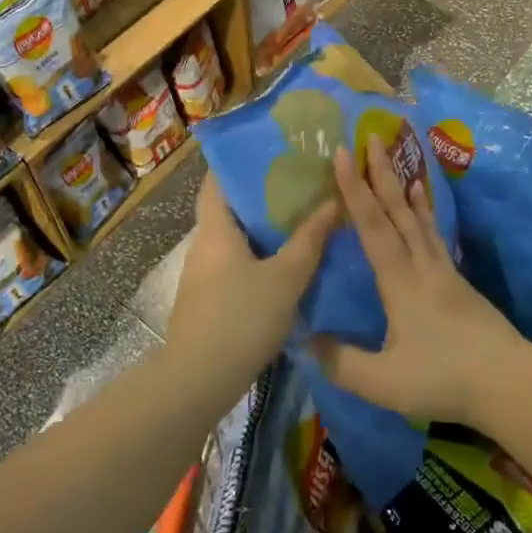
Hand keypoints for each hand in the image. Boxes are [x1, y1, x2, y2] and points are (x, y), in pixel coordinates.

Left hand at [167, 173, 337, 380]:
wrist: (198, 380)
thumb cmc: (241, 318)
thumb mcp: (285, 278)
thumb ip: (309, 241)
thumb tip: (333, 202)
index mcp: (216, 229)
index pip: (218, 180)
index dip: (240, 163)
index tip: (272, 152)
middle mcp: (204, 245)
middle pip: (230, 208)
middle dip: (262, 196)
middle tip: (300, 185)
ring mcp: (202, 275)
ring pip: (234, 239)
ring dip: (262, 229)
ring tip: (300, 220)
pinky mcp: (207, 300)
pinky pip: (234, 265)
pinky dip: (257, 257)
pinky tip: (284, 265)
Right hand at [311, 141, 524, 425]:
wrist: (509, 382)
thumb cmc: (443, 378)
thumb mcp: (383, 382)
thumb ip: (341, 362)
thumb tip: (305, 341)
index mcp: (399, 282)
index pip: (372, 226)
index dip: (353, 190)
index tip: (341, 154)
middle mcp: (422, 266)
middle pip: (398, 212)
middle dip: (380, 174)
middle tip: (371, 138)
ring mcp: (445, 273)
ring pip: (420, 221)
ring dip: (405, 190)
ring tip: (400, 163)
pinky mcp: (461, 284)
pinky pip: (436, 238)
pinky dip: (427, 217)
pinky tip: (427, 216)